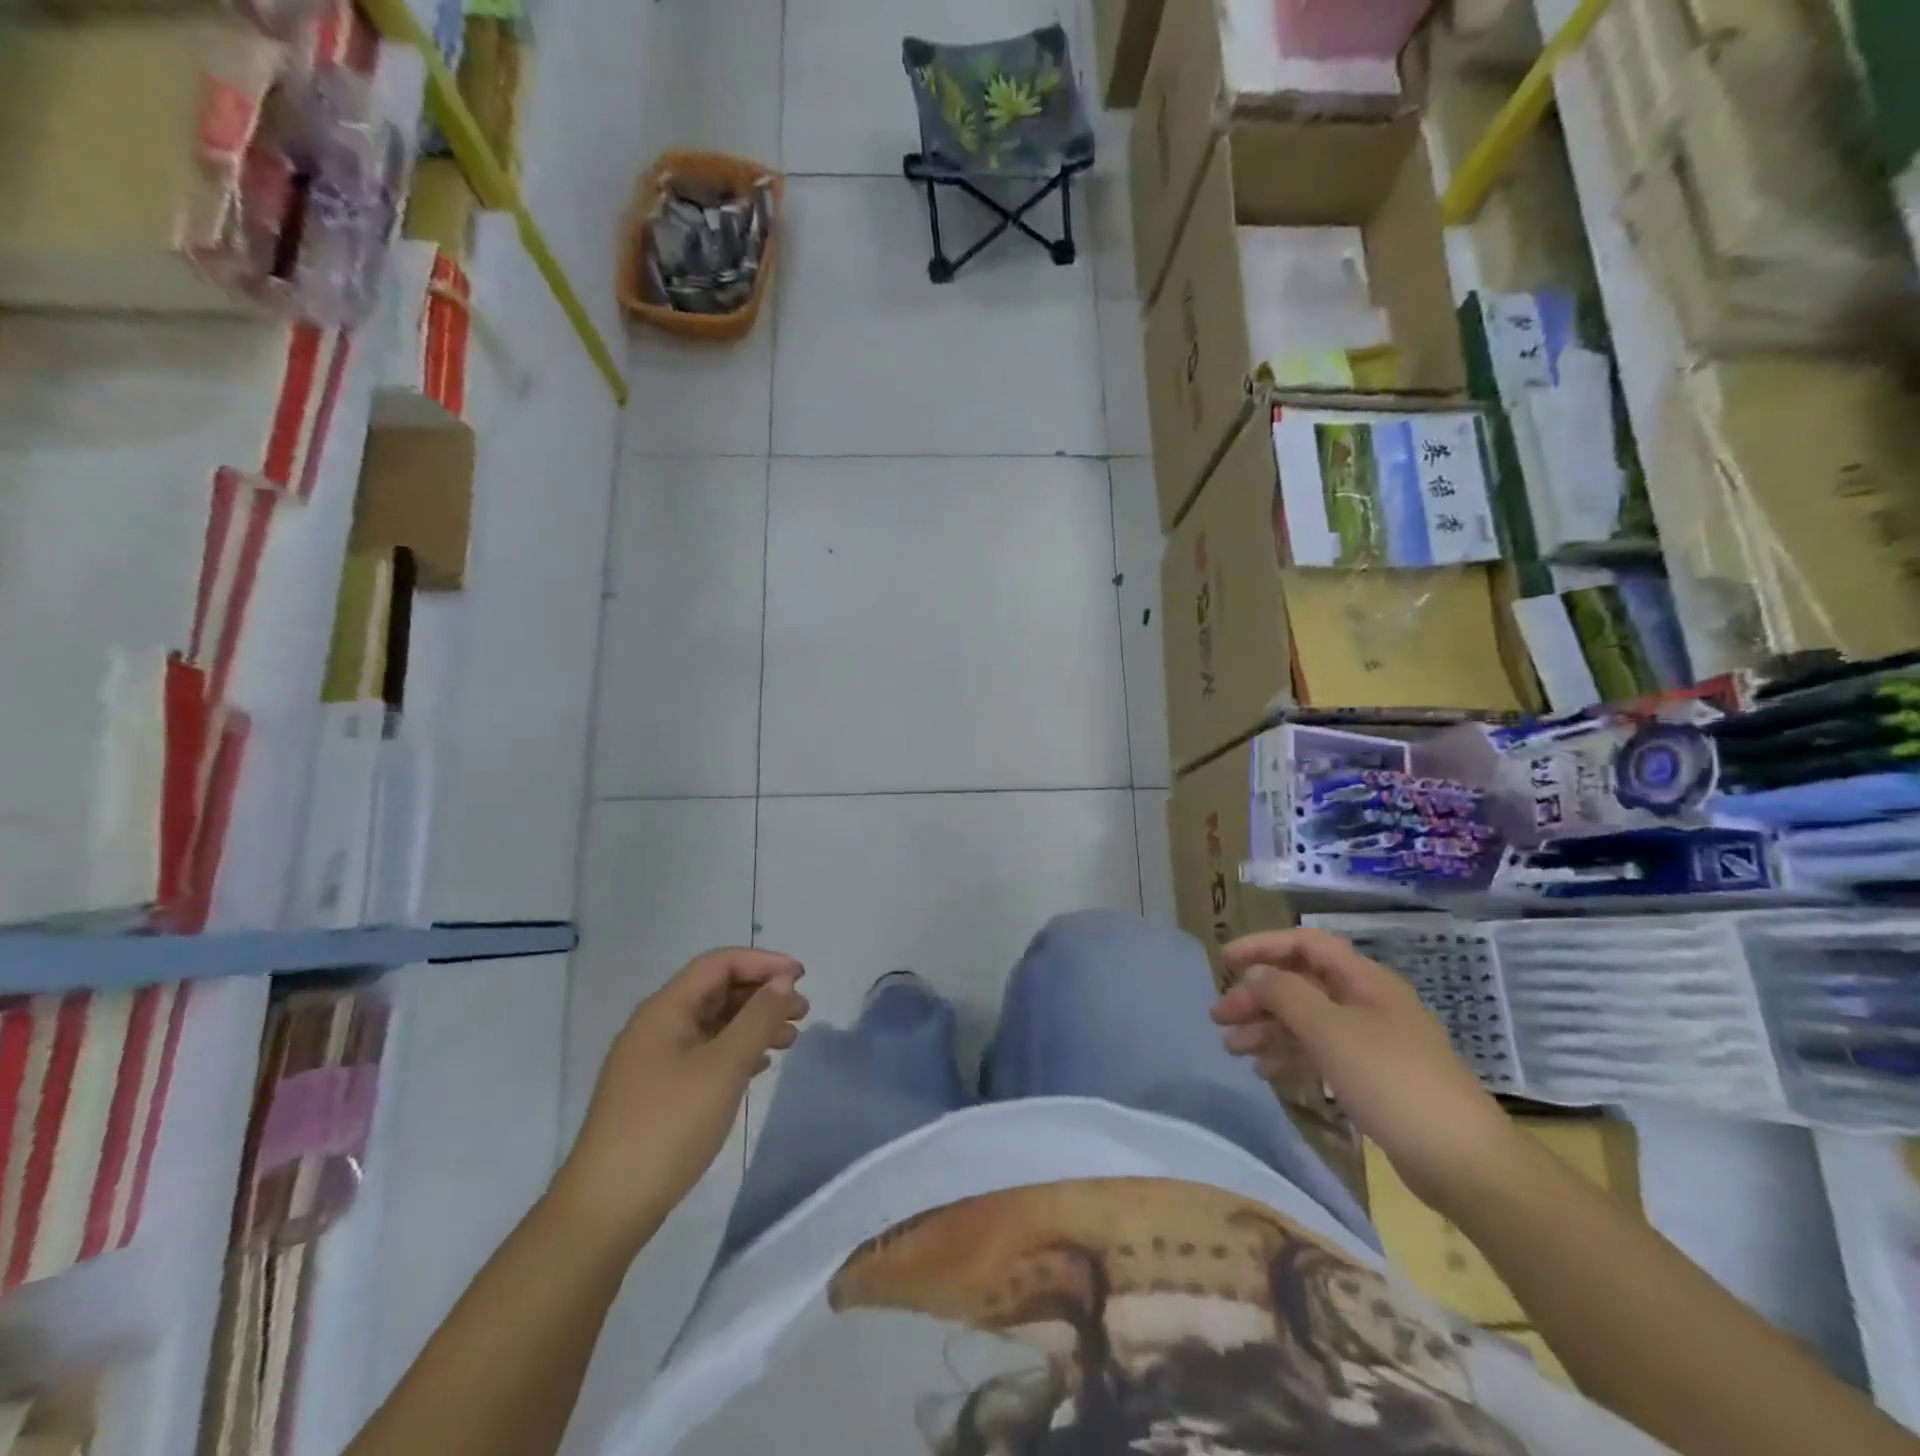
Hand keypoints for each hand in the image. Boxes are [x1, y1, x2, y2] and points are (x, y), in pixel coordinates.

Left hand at [554, 949, 807, 1246]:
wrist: (607, 1208)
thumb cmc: (669, 1126)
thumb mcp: (723, 1066)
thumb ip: (757, 1018)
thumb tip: (783, 982)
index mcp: (665, 1009)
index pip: (719, 964)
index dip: (763, 962)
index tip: (802, 977)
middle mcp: (657, 1026)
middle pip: (717, 991)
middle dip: (762, 995)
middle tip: (803, 1012)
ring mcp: (654, 1060)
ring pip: (713, 1024)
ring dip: (753, 1024)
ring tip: (790, 1041)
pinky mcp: (658, 1091)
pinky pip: (705, 1053)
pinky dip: (736, 1051)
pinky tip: (760, 1066)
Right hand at [1212, 928, 1516, 1210]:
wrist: (1464, 1162)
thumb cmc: (1393, 1082)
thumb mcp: (1330, 1032)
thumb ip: (1285, 995)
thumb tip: (1255, 975)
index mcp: (1364, 980)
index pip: (1305, 944)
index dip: (1262, 946)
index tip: (1223, 960)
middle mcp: (1366, 1003)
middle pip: (1301, 984)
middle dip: (1257, 997)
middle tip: (1218, 1017)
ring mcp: (1371, 1041)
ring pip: (1307, 1020)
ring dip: (1267, 1028)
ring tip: (1231, 1048)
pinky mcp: (1372, 1077)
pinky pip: (1320, 1052)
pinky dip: (1290, 1056)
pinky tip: (1265, 1071)